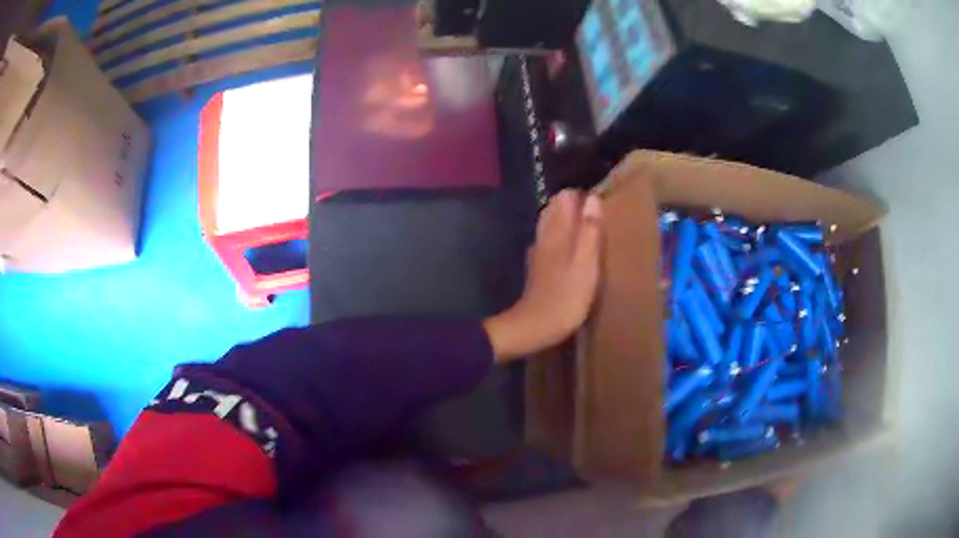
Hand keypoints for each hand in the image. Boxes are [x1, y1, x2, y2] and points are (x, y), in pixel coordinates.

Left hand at [484, 190, 602, 360]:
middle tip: (599, 219)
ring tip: (590, 232)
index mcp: (557, 231)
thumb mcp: (586, 264)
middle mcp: (545, 236)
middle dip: (576, 207)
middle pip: (556, 208)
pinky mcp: (539, 267)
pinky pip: (550, 242)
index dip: (583, 197)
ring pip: (552, 225)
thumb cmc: (566, 297)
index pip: (565, 197)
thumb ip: (589, 231)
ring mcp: (539, 251)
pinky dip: (563, 238)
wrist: (535, 326)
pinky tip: (573, 250)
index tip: (602, 206)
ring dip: (570, 222)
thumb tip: (592, 198)